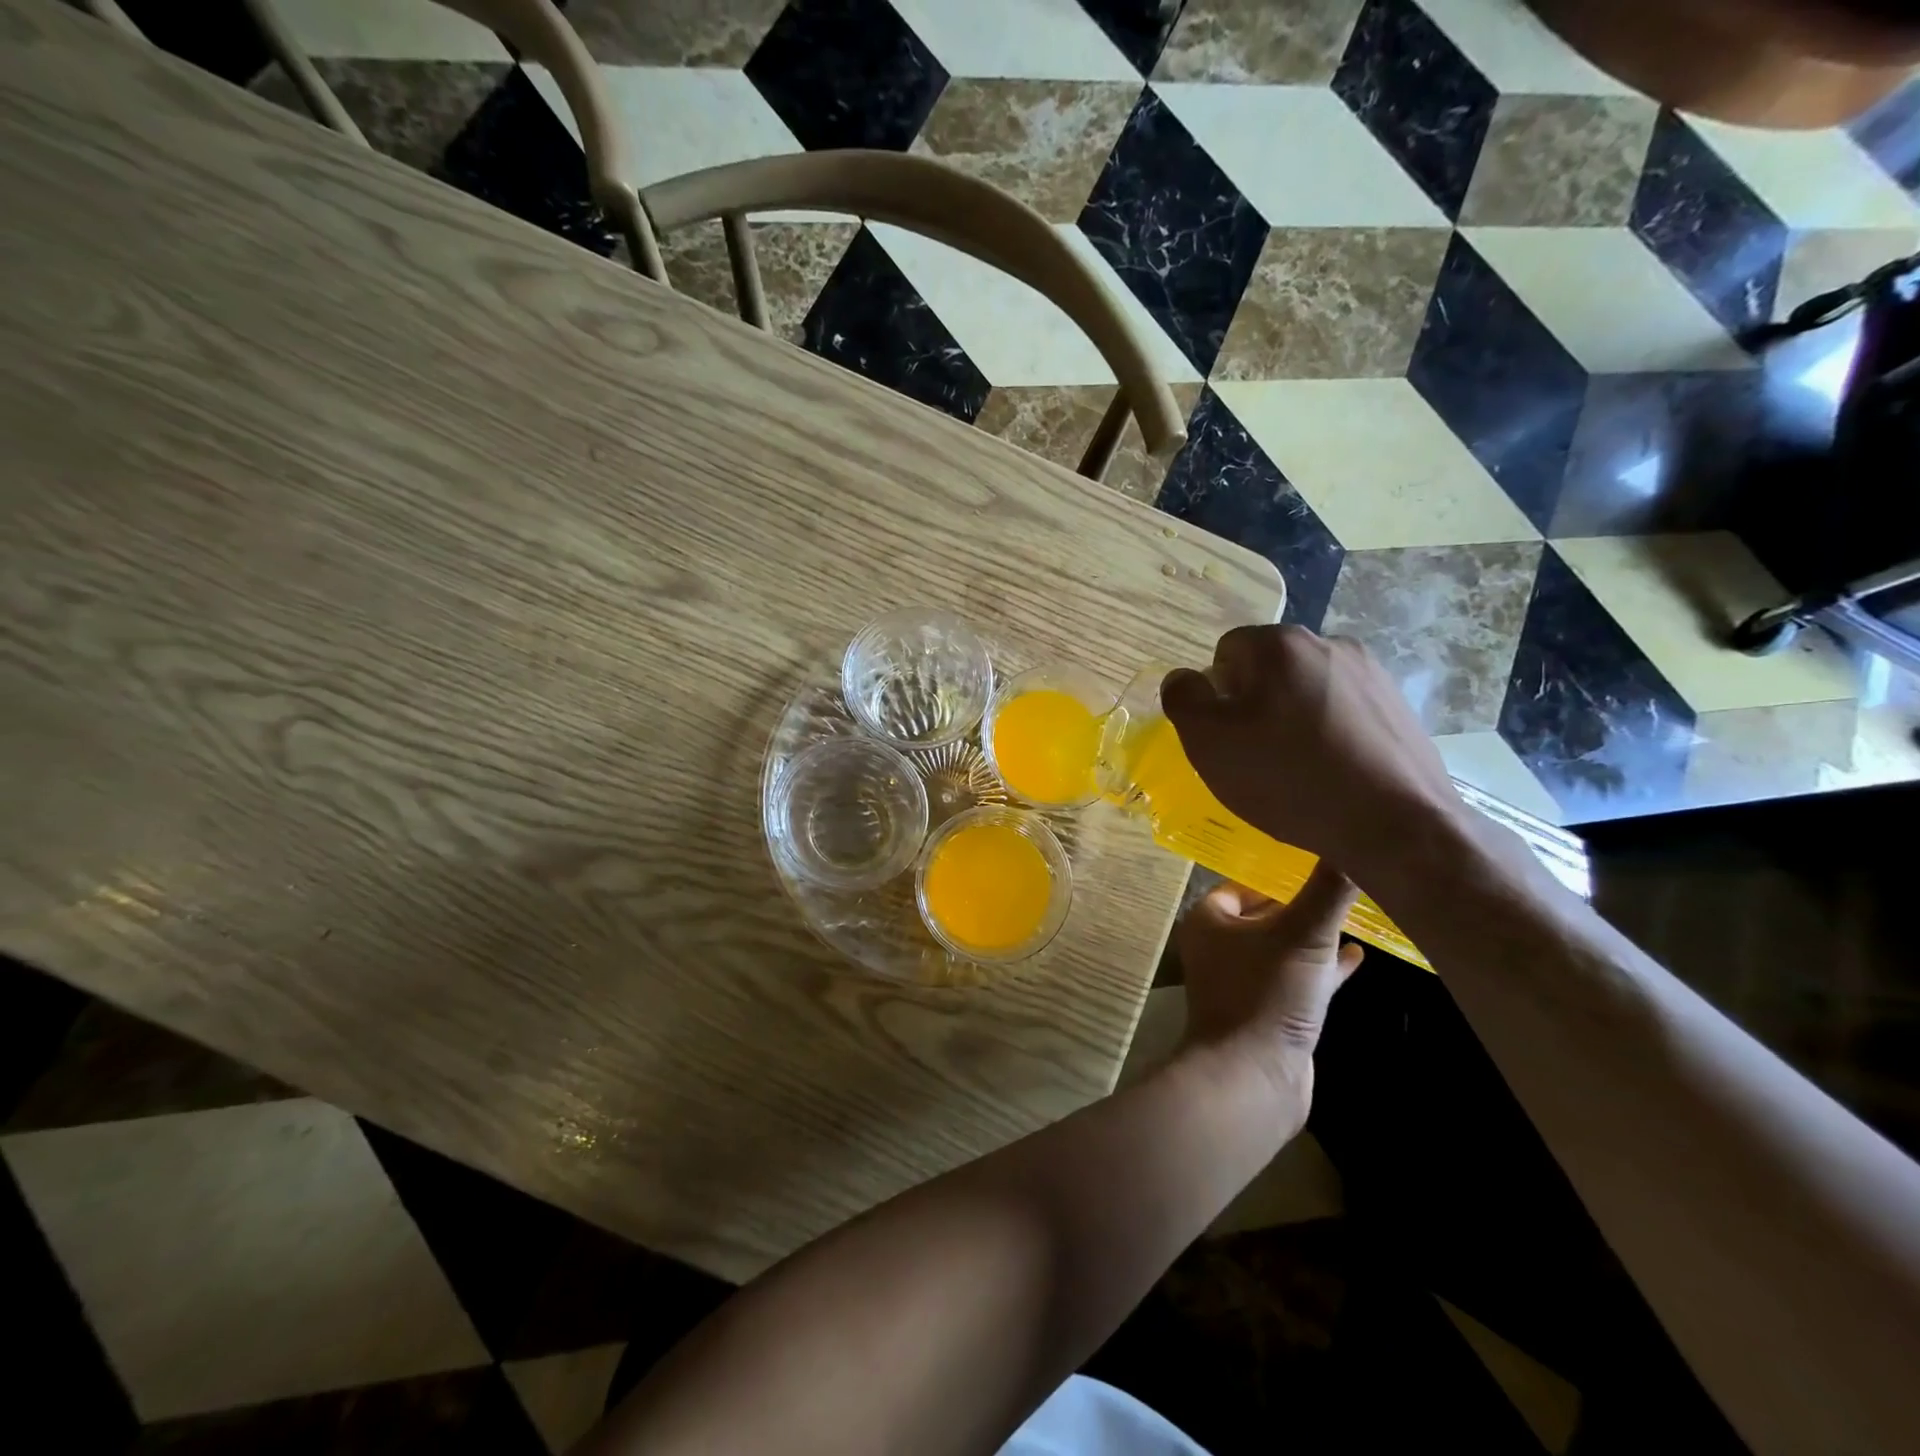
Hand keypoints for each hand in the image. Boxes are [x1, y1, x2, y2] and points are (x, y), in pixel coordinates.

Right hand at [1160, 625, 1464, 878]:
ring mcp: (1372, 674)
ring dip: (1294, 719)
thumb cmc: (1288, 777)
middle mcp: (1329, 643)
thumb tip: (1184, 679)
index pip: (1226, 653)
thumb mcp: (1208, 742)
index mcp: (1279, 644)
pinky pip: (1344, 713)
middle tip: (1255, 757)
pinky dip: (1331, 736)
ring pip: (1308, 691)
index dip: (1217, 696)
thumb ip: (1183, 698)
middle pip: (1269, 670)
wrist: (1395, 825)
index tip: (1226, 737)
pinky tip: (1334, 775)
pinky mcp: (1400, 707)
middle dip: (1255, 705)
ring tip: (1297, 771)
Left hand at [1174, 861, 1364, 1121]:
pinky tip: (1357, 957)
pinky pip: (1298, 978)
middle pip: (1266, 913)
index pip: (1245, 882)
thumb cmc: (1267, 993)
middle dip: (1302, 901)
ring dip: (1315, 934)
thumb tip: (1355, 837)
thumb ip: (1328, 888)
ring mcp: (1244, 981)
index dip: (1279, 871)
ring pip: (1284, 946)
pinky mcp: (1269, 1011)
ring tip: (1358, 915)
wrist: (1253, 1078)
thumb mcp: (1304, 934)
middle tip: (1343, 882)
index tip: (1318, 858)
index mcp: (1211, 919)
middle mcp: (1221, 946)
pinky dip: (1323, 967)